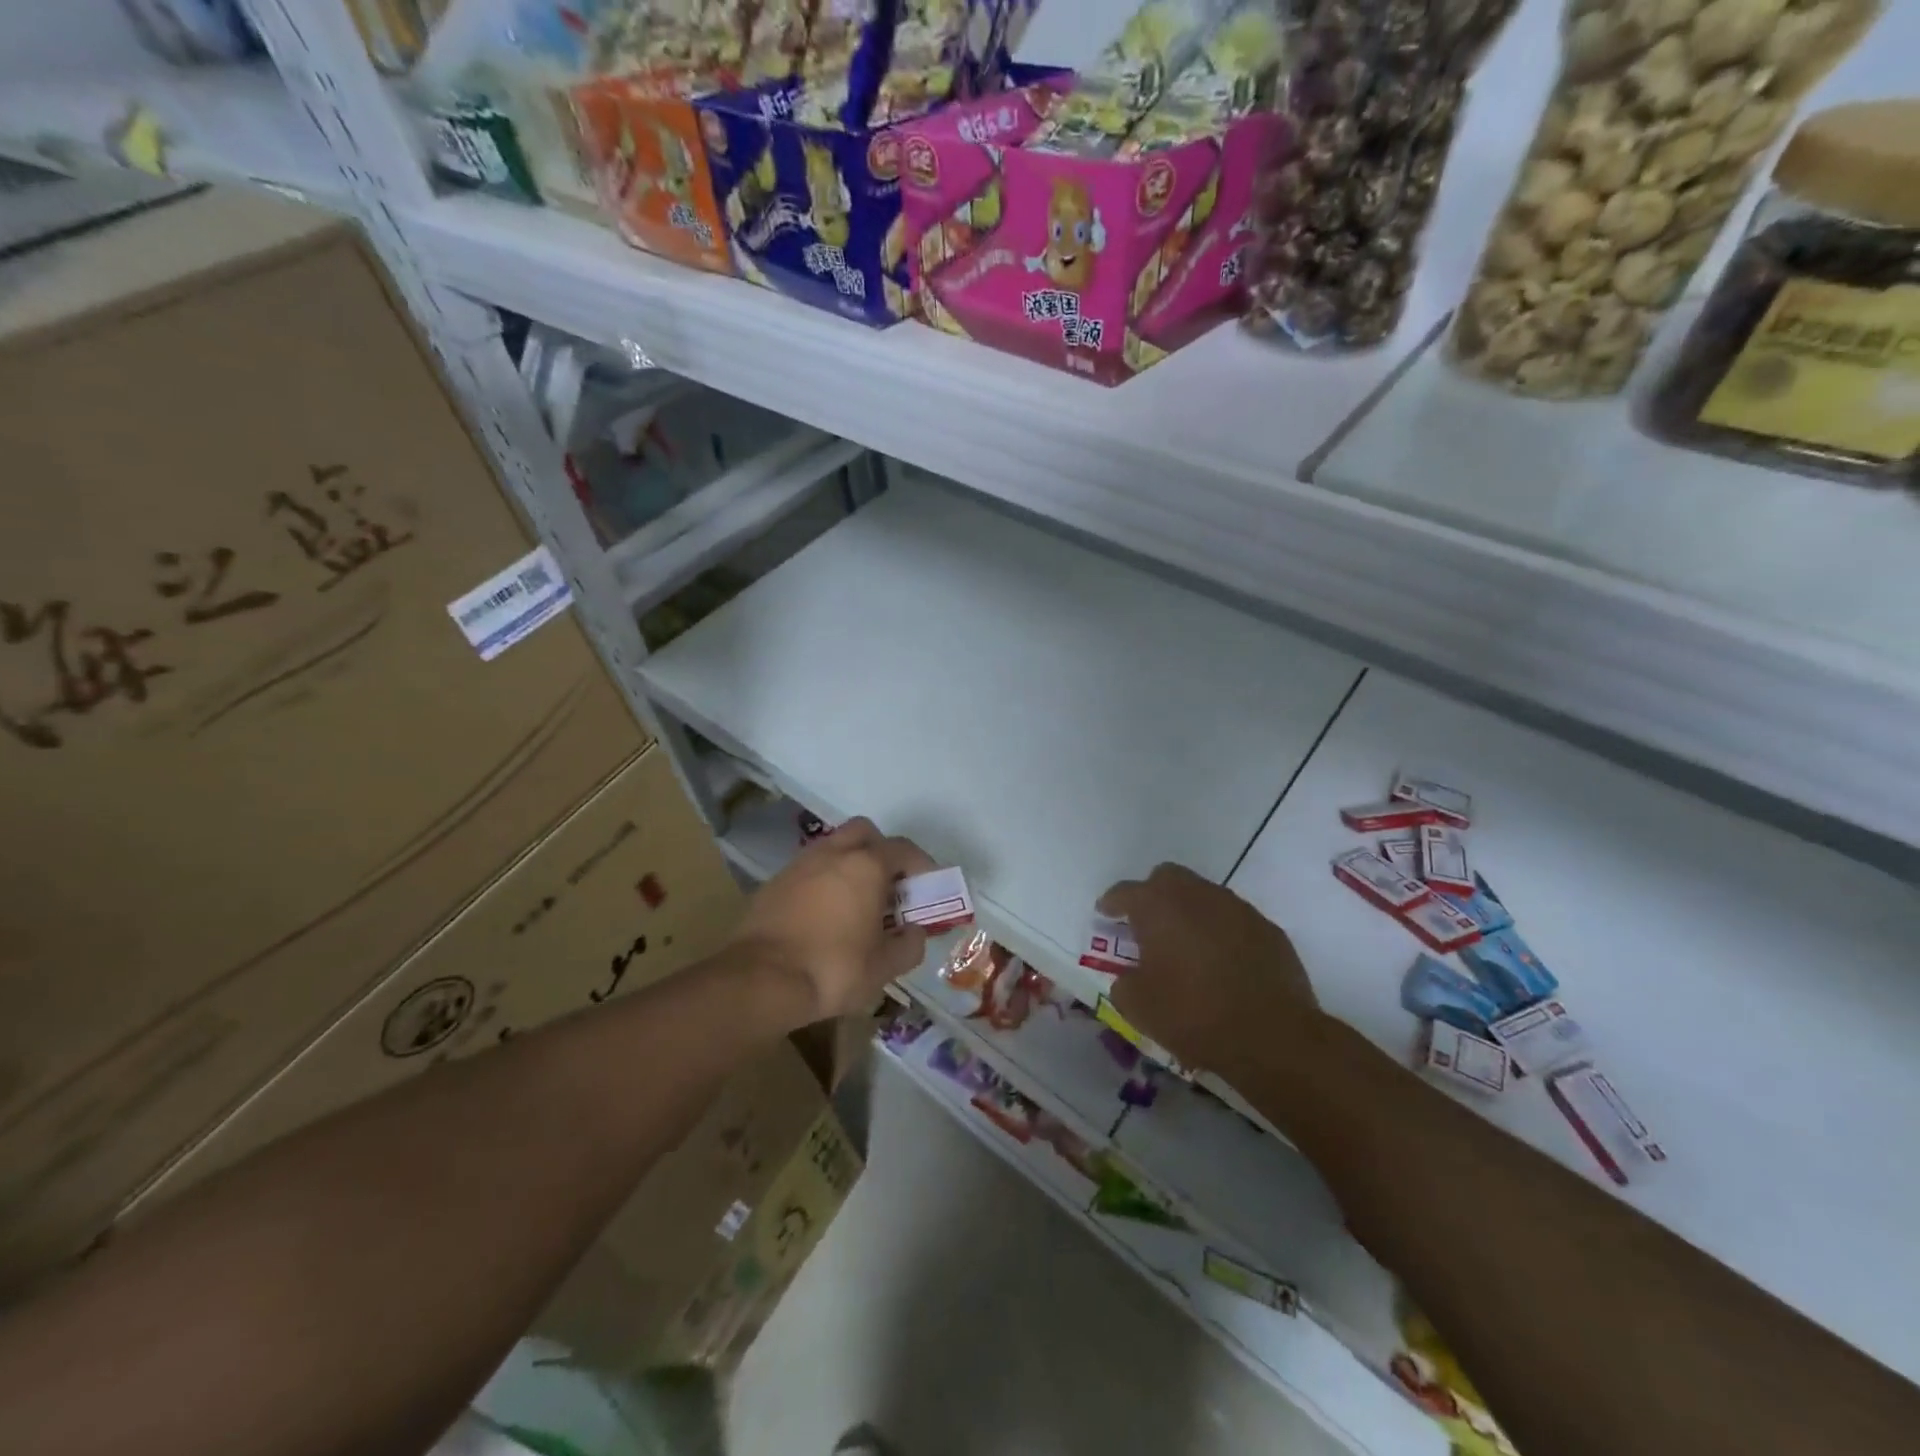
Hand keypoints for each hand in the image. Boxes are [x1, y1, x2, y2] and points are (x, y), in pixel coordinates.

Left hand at [733, 817, 936, 1022]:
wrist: (760, 980)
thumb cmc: (832, 969)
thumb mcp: (883, 967)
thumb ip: (909, 945)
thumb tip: (915, 932)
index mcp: (866, 865)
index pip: (903, 849)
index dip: (921, 865)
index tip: (928, 887)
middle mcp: (833, 853)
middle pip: (865, 832)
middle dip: (881, 851)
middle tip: (889, 884)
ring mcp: (799, 864)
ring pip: (833, 847)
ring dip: (850, 863)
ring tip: (856, 900)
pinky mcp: (774, 882)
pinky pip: (809, 868)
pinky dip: (823, 880)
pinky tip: (824, 912)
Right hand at [1100, 863, 1318, 1076]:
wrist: (1271, 1037)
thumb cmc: (1192, 1015)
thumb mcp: (1138, 1006)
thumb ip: (1124, 982)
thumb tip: (1130, 977)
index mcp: (1157, 906)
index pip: (1125, 892)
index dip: (1111, 903)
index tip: (1105, 914)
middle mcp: (1196, 895)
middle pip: (1167, 878)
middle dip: (1153, 895)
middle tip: (1147, 925)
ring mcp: (1237, 908)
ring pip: (1204, 895)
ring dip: (1190, 912)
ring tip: (1186, 946)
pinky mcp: (1268, 929)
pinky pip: (1234, 920)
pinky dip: (1221, 932)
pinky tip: (1222, 962)